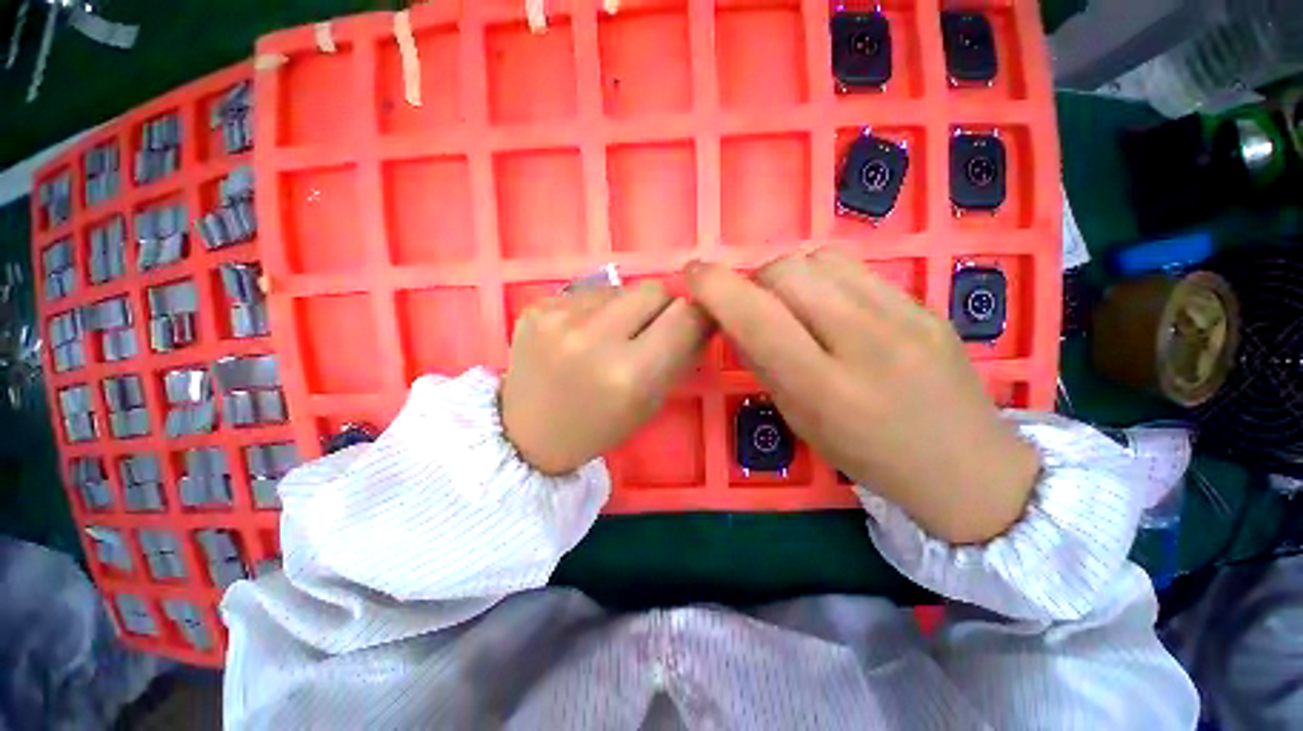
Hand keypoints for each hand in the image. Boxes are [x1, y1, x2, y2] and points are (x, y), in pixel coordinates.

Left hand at [502, 282, 711, 474]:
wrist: (526, 433)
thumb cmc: (598, 426)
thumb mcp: (651, 402)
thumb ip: (680, 354)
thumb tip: (701, 314)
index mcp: (630, 376)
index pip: (686, 316)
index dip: (698, 315)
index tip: (694, 321)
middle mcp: (594, 340)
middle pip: (655, 290)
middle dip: (664, 306)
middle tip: (652, 329)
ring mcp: (559, 318)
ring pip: (622, 287)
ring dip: (628, 307)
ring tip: (611, 335)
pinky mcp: (537, 306)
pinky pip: (589, 292)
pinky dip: (598, 308)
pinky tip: (582, 333)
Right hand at [687, 250, 1038, 543]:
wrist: (965, 465)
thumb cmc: (867, 456)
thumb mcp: (800, 419)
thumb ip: (765, 363)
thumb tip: (735, 318)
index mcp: (825, 388)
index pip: (758, 319)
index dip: (716, 288)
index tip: (693, 274)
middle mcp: (865, 343)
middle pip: (788, 273)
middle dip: (754, 280)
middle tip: (753, 304)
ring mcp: (904, 317)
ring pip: (820, 259)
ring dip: (790, 275)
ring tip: (794, 303)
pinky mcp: (925, 304)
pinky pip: (856, 268)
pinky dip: (824, 277)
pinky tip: (831, 304)